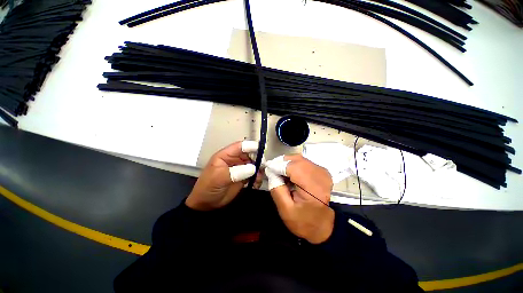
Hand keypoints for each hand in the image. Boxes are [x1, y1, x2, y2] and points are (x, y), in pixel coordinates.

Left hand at [186, 141, 263, 210]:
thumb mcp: (220, 177)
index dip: (251, 146)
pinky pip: (254, 175)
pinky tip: (256, 184)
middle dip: (258, 159)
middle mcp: (234, 160)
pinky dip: (257, 178)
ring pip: (254, 165)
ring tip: (258, 178)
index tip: (262, 150)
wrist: (206, 204)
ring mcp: (240, 168)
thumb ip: (237, 171)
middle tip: (262, 167)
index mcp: (226, 155)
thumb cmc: (208, 187)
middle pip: (250, 154)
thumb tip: (253, 168)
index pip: (240, 146)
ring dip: (259, 170)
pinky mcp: (244, 177)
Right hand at [265, 155, 333, 243]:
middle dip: (281, 162)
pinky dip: (293, 164)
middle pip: (297, 160)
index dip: (278, 165)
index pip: (293, 168)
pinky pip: (304, 162)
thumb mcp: (285, 210)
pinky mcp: (322, 171)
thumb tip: (271, 171)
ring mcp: (323, 172)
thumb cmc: (303, 222)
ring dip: (287, 163)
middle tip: (271, 169)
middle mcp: (321, 176)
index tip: (267, 168)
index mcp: (314, 189)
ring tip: (278, 171)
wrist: (323, 226)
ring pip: (300, 159)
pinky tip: (288, 173)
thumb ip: (277, 189)